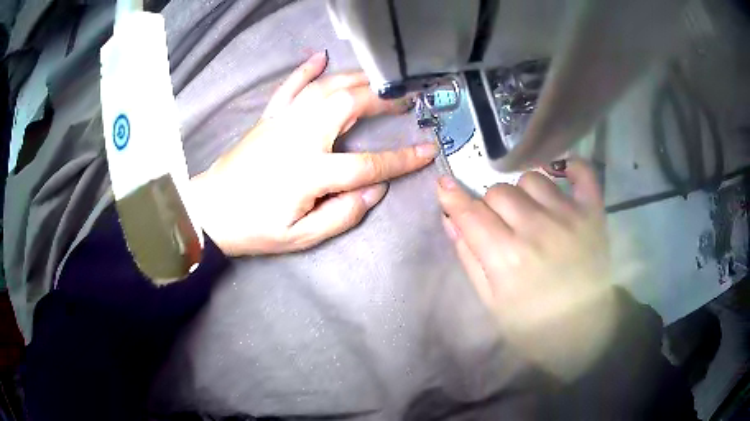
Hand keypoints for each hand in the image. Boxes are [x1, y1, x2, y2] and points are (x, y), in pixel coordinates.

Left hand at [193, 52, 436, 255]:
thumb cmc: (254, 228)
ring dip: (355, 79)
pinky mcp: (268, 118)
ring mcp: (281, 122)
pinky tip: (321, 57)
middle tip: (404, 101)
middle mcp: (298, 137)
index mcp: (309, 171)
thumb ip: (341, 214)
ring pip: (324, 88)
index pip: (367, 163)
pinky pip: (289, 86)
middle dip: (382, 100)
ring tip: (378, 79)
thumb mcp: (300, 236)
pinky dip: (306, 70)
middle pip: (348, 104)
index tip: (427, 150)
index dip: (402, 159)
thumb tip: (375, 190)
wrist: (210, 211)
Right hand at [437, 159, 618, 380]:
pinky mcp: (593, 213)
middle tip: (502, 226)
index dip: (453, 198)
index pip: (471, 214)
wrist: (583, 332)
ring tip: (531, 213)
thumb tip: (450, 219)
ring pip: (532, 178)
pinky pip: (581, 171)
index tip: (444, 185)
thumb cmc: (532, 325)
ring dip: (524, 193)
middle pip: (499, 192)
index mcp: (507, 258)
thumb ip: (470, 258)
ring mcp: (568, 217)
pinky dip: (570, 167)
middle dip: (491, 206)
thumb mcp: (491, 302)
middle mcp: (537, 230)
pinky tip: (562, 174)